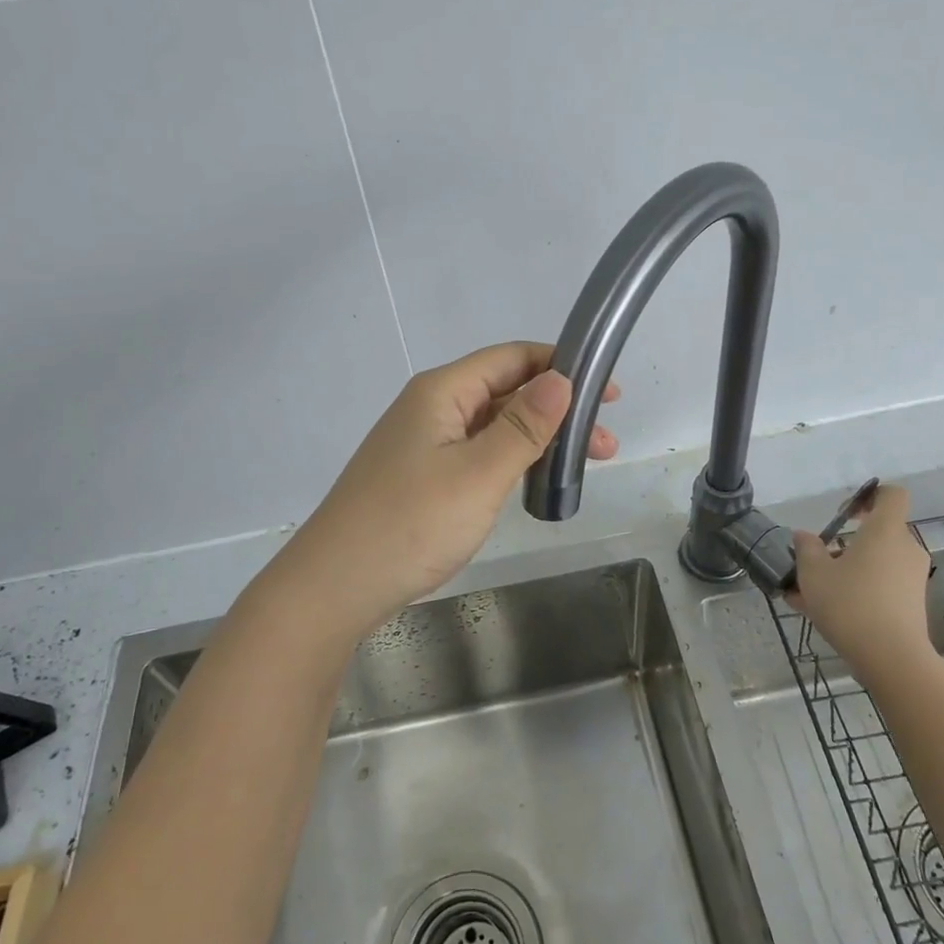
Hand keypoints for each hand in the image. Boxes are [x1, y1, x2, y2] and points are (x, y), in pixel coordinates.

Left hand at [265, 341, 618, 638]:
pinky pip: (477, 453)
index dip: (561, 366)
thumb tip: (562, 379)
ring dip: (539, 438)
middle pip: (505, 391)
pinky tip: (534, 480)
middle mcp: (431, 408)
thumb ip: (523, 426)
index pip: (511, 358)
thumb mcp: (478, 473)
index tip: (608, 391)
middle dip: (558, 410)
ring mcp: (424, 444)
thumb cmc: (410, 524)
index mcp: (442, 392)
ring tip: (583, 466)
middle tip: (604, 443)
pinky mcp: (422, 477)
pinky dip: (512, 460)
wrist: (335, 586)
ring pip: (493, 426)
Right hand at [788, 484, 932, 673]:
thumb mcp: (813, 572)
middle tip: (814, 561)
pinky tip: (820, 612)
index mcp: (885, 531)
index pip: (891, 495)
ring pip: (873, 563)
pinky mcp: (911, 604)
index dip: (868, 496)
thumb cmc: (850, 603)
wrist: (892, 658)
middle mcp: (905, 549)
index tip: (843, 514)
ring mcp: (911, 578)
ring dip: (843, 571)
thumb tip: (804, 536)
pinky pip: (878, 586)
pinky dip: (854, 591)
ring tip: (805, 594)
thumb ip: (806, 548)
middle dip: (843, 544)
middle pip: (876, 533)